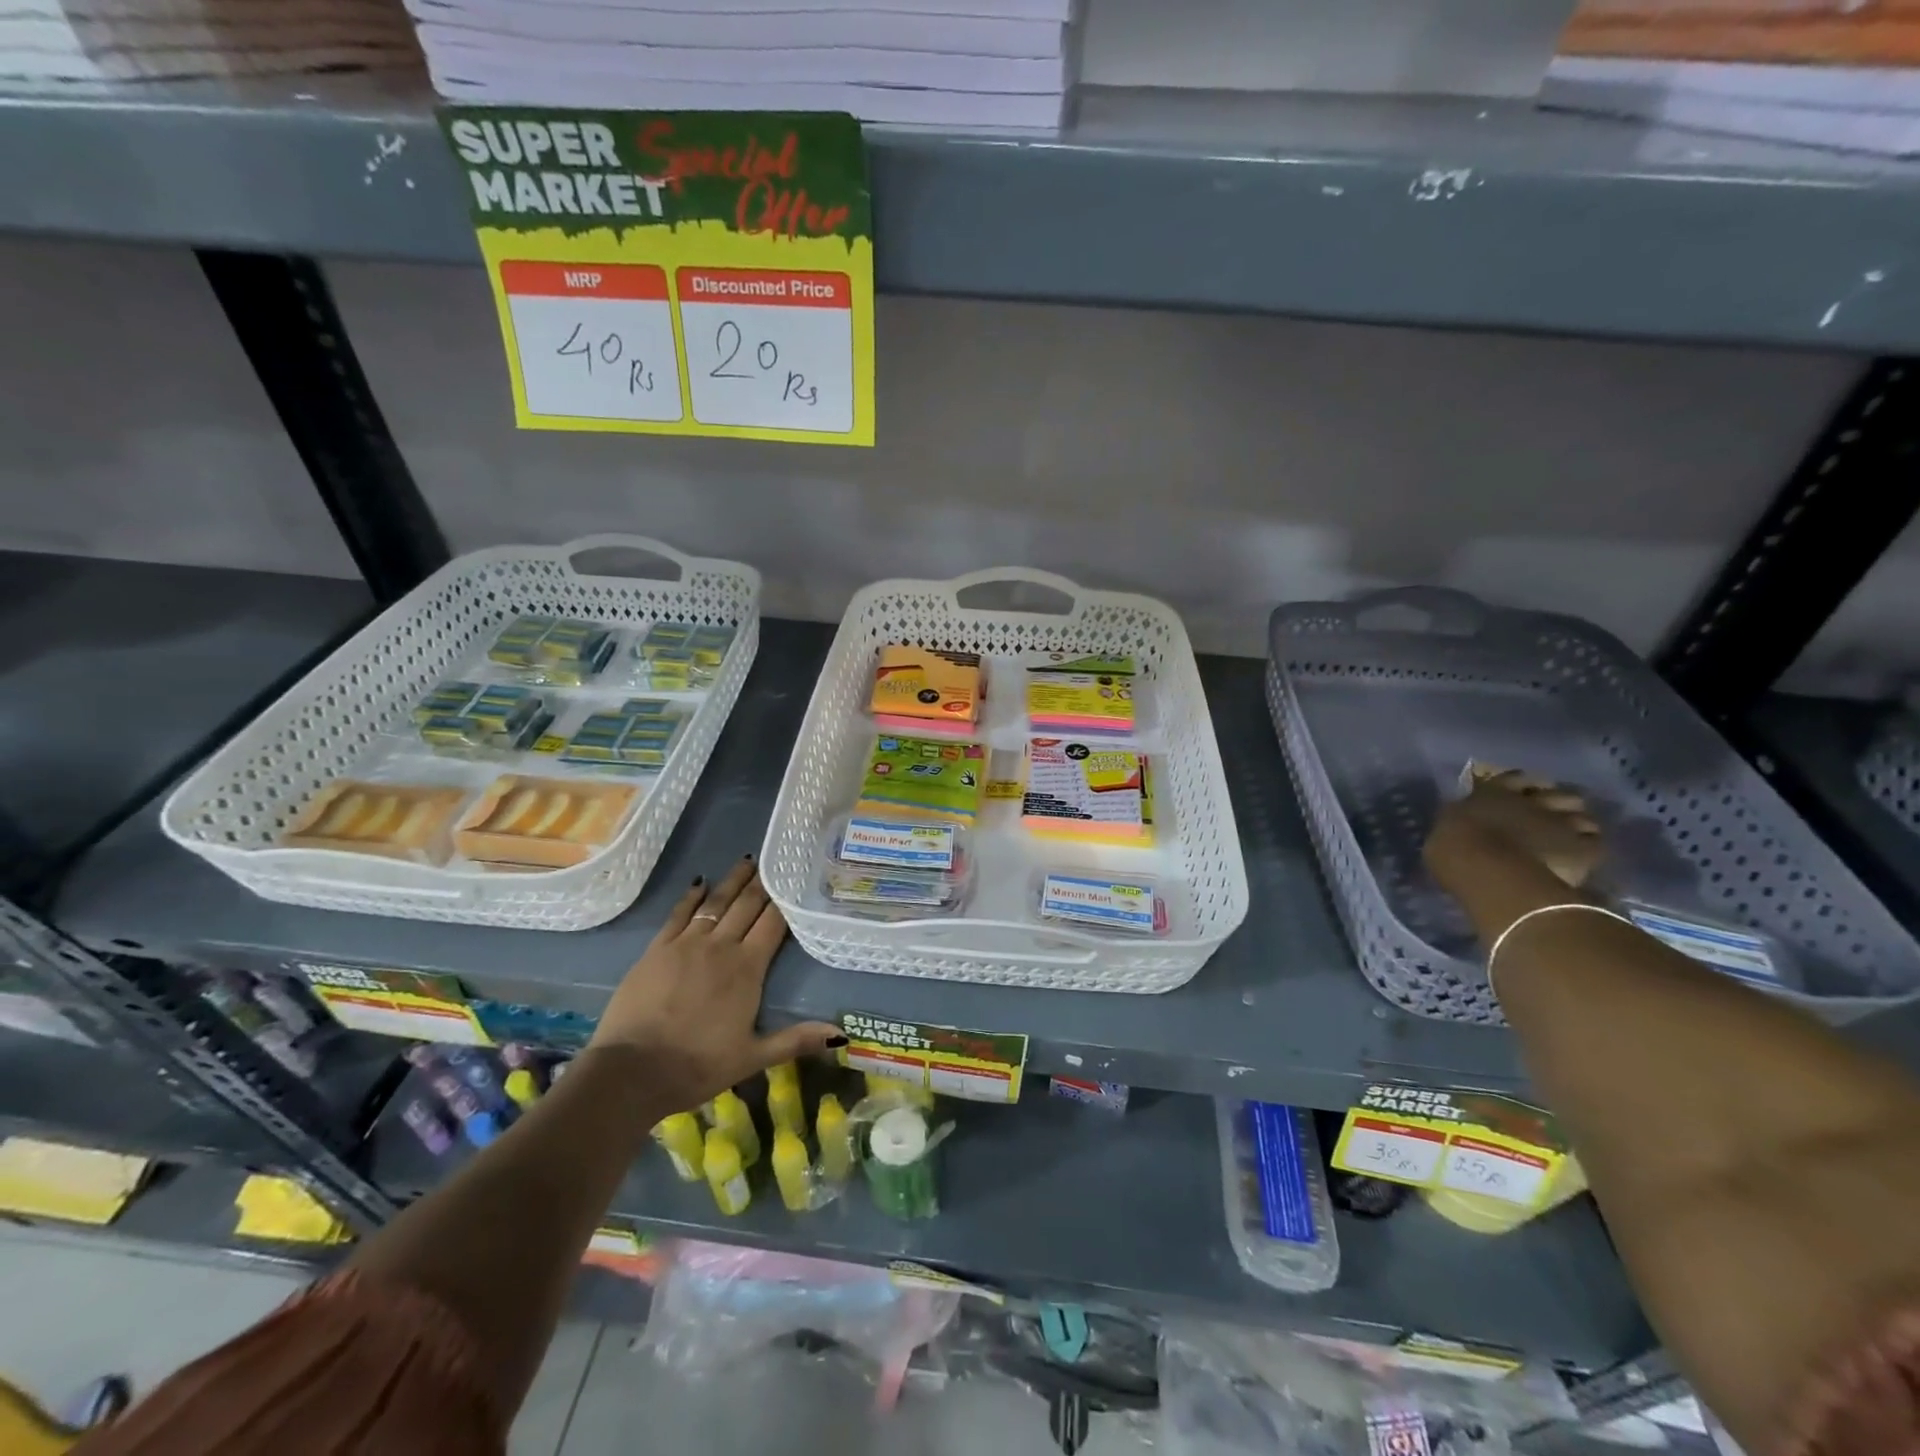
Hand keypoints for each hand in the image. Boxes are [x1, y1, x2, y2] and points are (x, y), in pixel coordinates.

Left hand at [586, 856, 841, 1110]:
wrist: (632, 1071)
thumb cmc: (698, 1065)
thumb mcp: (752, 1057)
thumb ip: (796, 1039)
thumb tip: (841, 1034)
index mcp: (748, 968)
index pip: (773, 923)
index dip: (785, 900)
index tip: (794, 880)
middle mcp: (721, 946)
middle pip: (747, 905)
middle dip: (762, 883)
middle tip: (773, 861)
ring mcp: (686, 944)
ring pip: (716, 902)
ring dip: (732, 881)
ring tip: (746, 861)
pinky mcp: (657, 949)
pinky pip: (679, 914)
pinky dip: (692, 896)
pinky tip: (700, 883)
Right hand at [1424, 768, 1604, 901]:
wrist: (1487, 868)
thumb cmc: (1453, 847)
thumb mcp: (1447, 826)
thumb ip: (1463, 820)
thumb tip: (1465, 822)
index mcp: (1493, 792)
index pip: (1517, 779)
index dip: (1525, 786)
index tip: (1524, 795)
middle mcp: (1532, 801)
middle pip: (1560, 795)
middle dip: (1560, 804)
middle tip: (1552, 819)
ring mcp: (1561, 822)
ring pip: (1584, 817)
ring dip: (1579, 826)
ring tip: (1571, 840)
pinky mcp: (1582, 848)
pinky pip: (1594, 845)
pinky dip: (1588, 850)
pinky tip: (1580, 860)